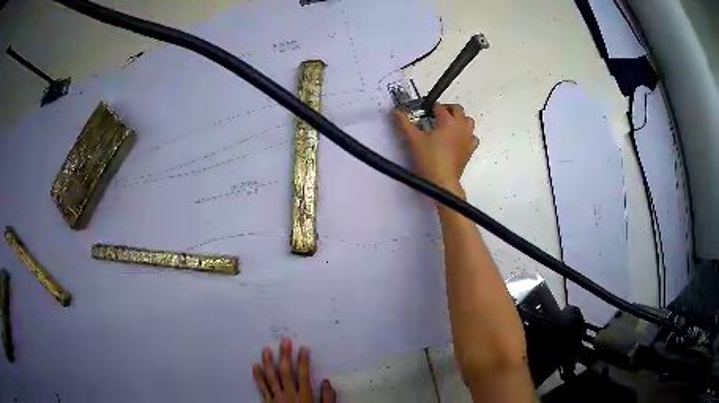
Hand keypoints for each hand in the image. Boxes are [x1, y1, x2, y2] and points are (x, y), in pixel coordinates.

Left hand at [253, 338, 335, 402]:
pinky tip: (255, 366)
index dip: (303, 361)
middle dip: (285, 356)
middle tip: (284, 341)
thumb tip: (327, 383)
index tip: (304, 348)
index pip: (304, 375)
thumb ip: (327, 399)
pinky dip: (257, 377)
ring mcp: (276, 398)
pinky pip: (262, 388)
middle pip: (286, 372)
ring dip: (268, 362)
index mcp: (304, 397)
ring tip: (266, 349)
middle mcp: (289, 395)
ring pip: (271, 377)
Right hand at [393, 104, 478, 198]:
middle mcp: (460, 126)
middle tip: (436, 114)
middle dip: (447, 108)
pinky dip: (466, 134)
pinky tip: (458, 139)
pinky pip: (472, 136)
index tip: (424, 111)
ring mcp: (467, 138)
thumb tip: (395, 111)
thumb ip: (403, 123)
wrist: (442, 181)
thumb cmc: (428, 159)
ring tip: (449, 124)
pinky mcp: (470, 149)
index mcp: (447, 121)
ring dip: (459, 119)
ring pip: (468, 121)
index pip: (439, 107)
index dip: (430, 107)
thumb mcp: (413, 139)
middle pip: (457, 109)